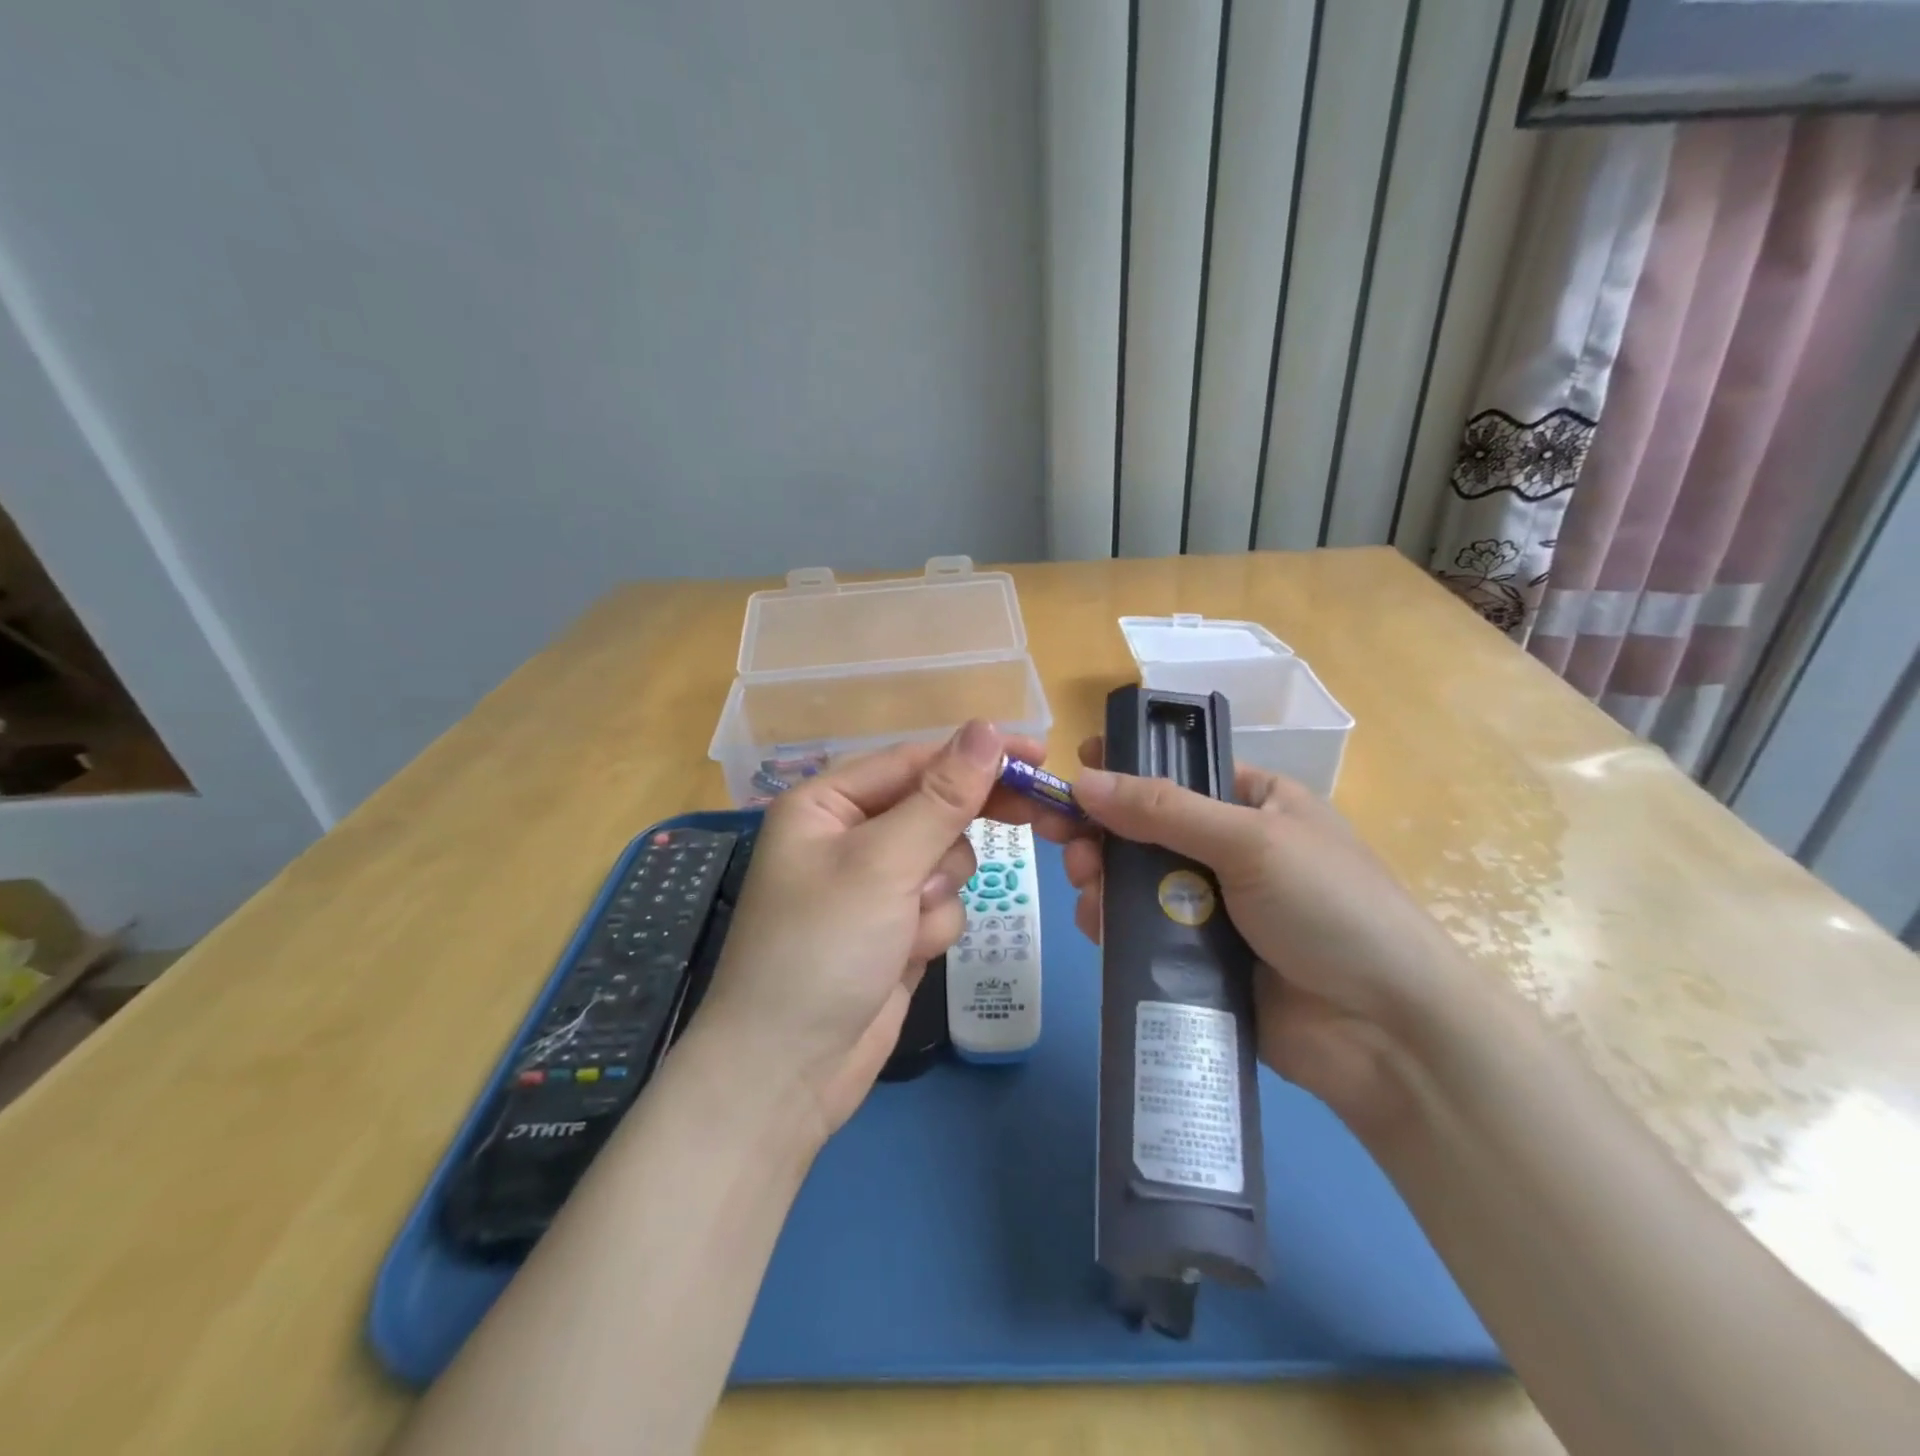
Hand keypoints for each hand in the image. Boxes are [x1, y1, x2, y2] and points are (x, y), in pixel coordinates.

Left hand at [696, 722, 1070, 1142]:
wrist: (789, 1074)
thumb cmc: (822, 950)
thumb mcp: (883, 864)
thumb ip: (942, 797)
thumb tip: (987, 728)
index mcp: (827, 803)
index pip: (916, 761)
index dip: (977, 756)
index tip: (1039, 754)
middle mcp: (849, 835)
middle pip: (935, 807)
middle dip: (964, 827)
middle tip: (1040, 815)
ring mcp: (874, 885)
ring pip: (947, 858)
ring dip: (940, 891)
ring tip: (907, 926)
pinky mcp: (894, 927)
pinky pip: (942, 904)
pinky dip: (934, 927)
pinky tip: (905, 956)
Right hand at [1063, 739, 1471, 1134]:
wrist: (1386, 1033)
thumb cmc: (1331, 909)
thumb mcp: (1251, 841)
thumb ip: (1163, 810)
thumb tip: (1082, 780)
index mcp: (1254, 804)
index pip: (1176, 771)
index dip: (1123, 768)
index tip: (1073, 774)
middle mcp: (1228, 849)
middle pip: (1144, 827)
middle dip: (1101, 830)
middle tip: (1065, 841)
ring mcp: (1211, 906)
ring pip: (1133, 879)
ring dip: (1100, 877)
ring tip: (1086, 888)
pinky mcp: (1195, 958)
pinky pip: (1139, 930)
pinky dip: (1111, 923)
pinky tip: (1096, 925)